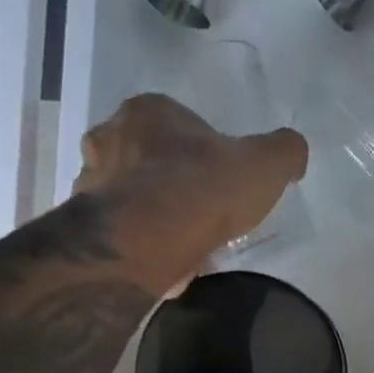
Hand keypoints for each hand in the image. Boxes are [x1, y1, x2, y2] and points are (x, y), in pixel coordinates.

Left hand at [77, 93, 306, 281]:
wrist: (141, 244)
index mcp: (148, 110)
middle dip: (176, 181)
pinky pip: (120, 230)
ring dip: (155, 214)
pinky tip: (165, 262)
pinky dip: (141, 243)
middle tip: (205, 212)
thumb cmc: (201, 192)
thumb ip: (284, 151)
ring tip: (187, 243)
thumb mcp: (265, 165)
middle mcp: (109, 136)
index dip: (208, 152)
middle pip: (153, 158)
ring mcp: (90, 180)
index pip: (182, 123)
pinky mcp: (82, 224)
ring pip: (133, 195)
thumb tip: (291, 153)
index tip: (224, 181)